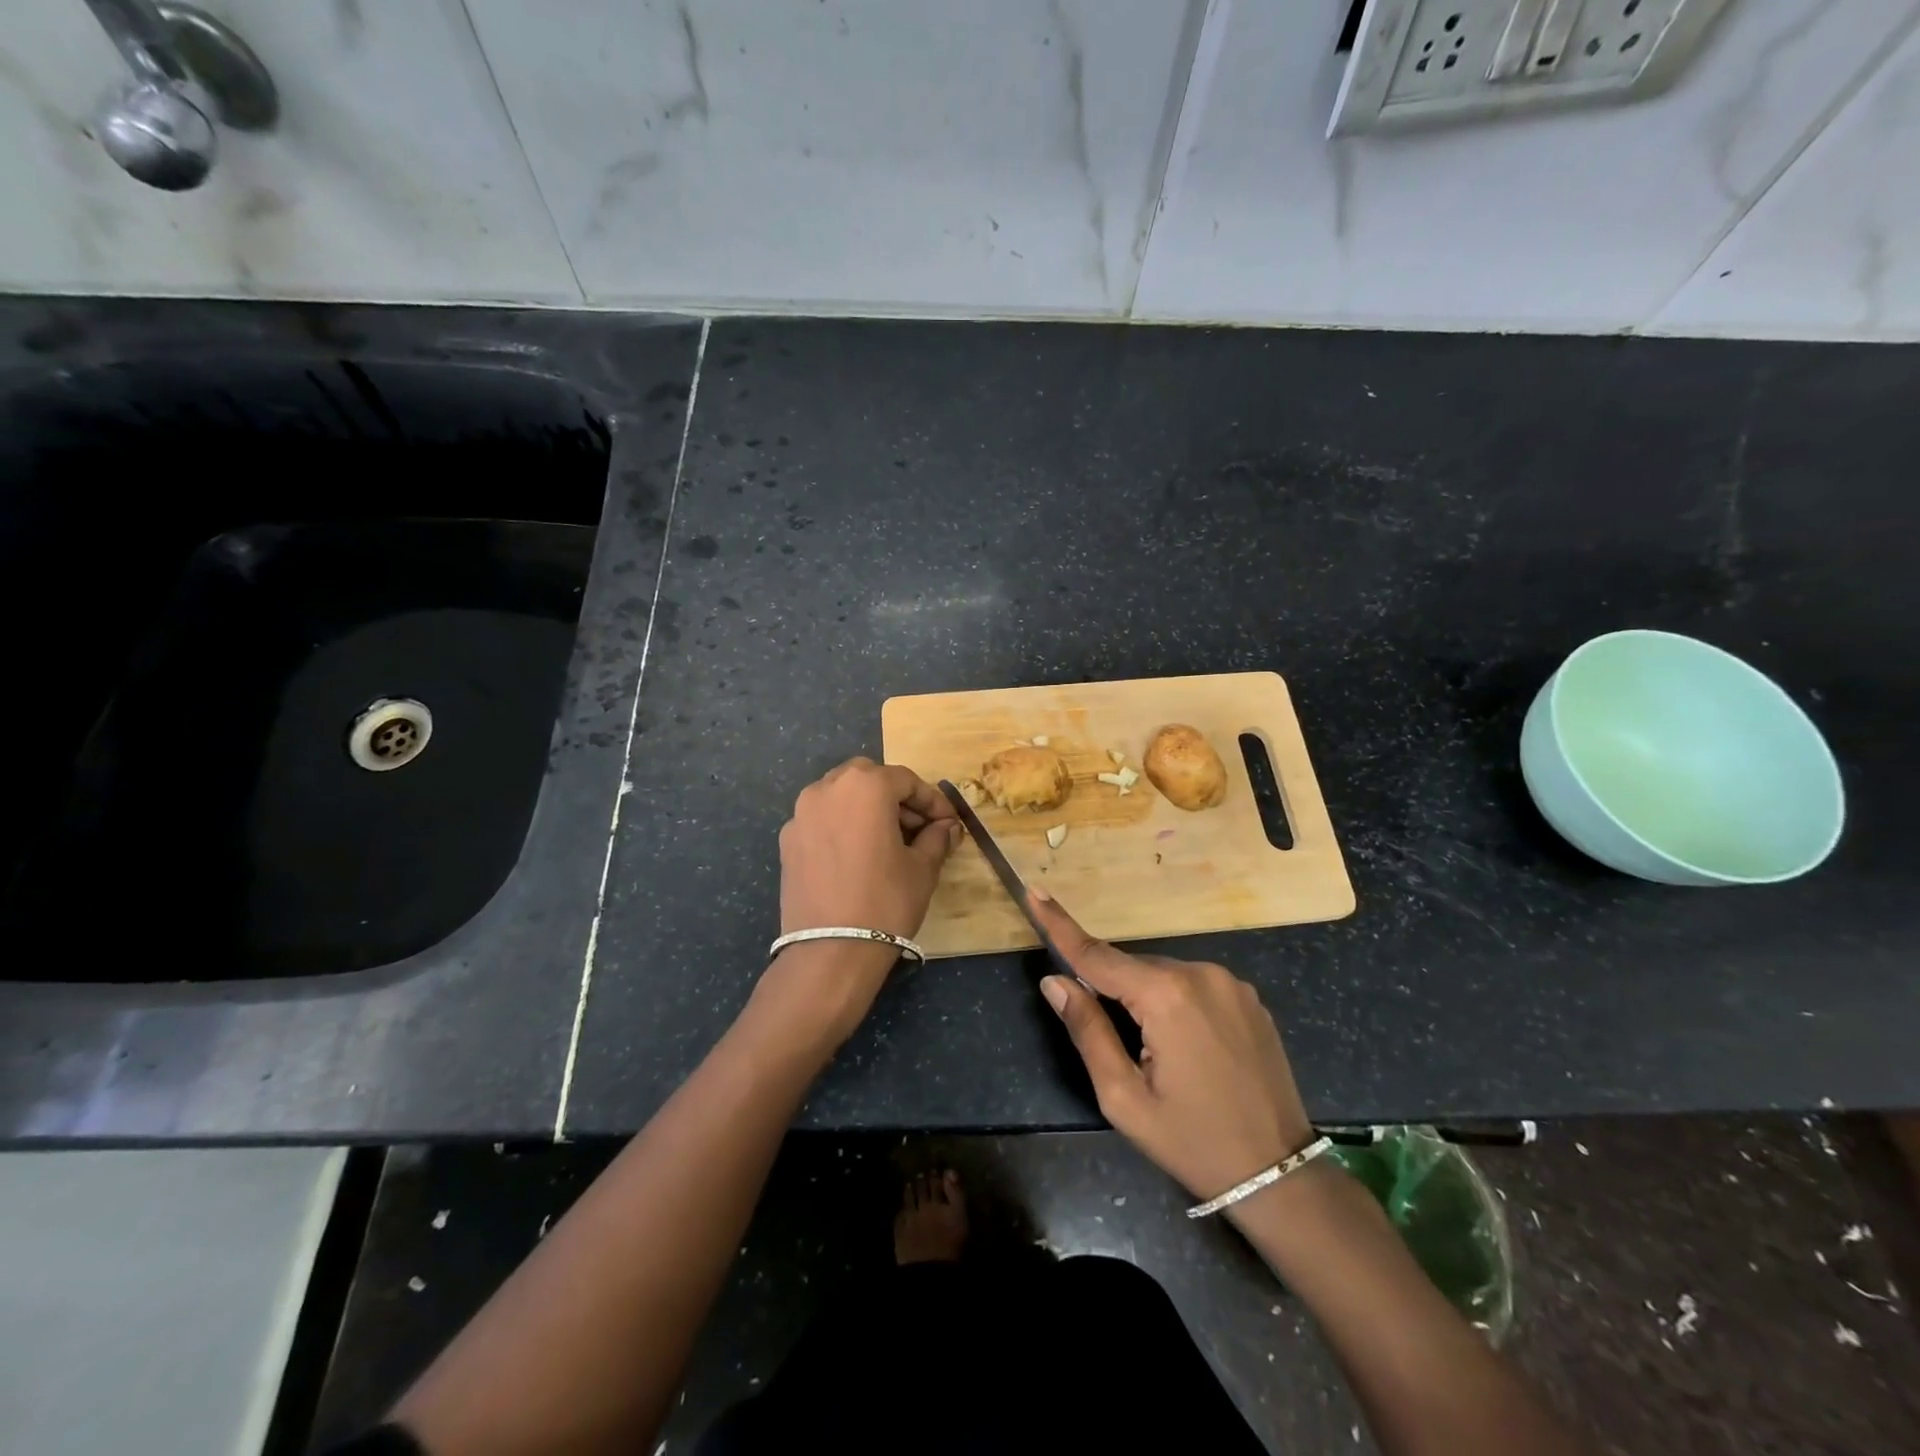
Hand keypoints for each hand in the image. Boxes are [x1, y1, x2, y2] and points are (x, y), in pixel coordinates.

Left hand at [754, 759, 960, 1048]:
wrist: (830, 951)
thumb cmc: (885, 901)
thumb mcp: (922, 868)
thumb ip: (937, 838)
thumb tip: (948, 827)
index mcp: (865, 786)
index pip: (906, 780)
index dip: (932, 801)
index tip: (948, 823)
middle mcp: (827, 788)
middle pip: (868, 779)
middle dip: (895, 797)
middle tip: (917, 827)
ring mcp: (801, 813)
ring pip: (840, 796)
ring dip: (866, 808)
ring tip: (888, 841)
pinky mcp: (787, 840)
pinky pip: (821, 820)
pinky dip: (842, 826)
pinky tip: (857, 857)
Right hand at [1029, 887, 1314, 1207]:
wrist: (1279, 1175)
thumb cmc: (1192, 1141)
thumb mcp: (1124, 1097)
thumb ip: (1087, 1030)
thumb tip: (1054, 981)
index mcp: (1166, 996)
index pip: (1097, 954)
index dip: (1060, 925)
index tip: (1034, 892)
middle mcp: (1200, 973)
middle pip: (1132, 967)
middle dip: (1111, 989)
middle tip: (1118, 1046)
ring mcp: (1230, 982)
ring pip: (1163, 975)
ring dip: (1146, 999)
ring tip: (1158, 1058)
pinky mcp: (1249, 997)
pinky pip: (1193, 985)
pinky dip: (1175, 1002)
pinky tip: (1189, 1048)